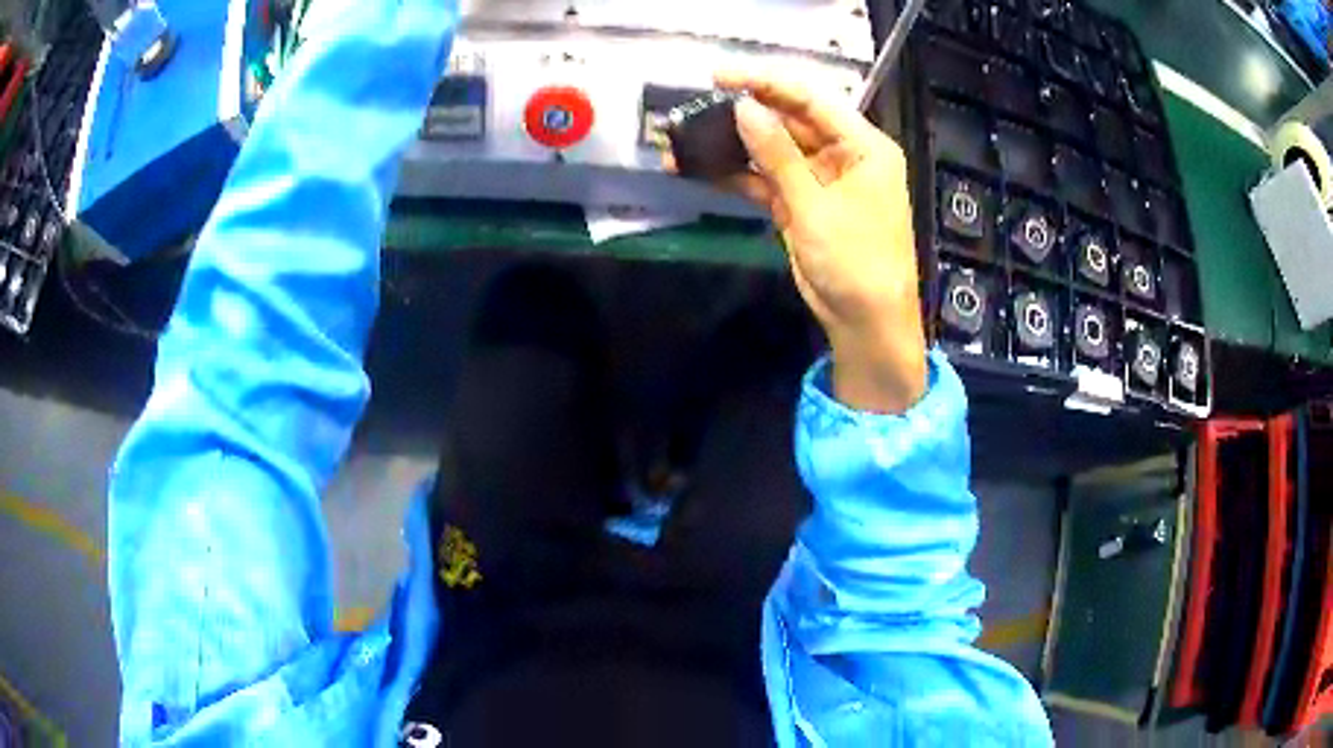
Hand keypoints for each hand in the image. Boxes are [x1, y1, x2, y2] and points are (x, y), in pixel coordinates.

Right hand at [711, 71, 926, 413]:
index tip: (719, 77)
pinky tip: (700, 168)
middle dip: (743, 113)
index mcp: (863, 145)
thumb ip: (778, 155)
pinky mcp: (801, 203)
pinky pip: (767, 179)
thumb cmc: (856, 262)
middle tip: (696, 106)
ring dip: (733, 146)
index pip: (812, 98)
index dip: (765, 82)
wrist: (865, 322)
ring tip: (687, 138)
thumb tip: (744, 108)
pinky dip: (737, 175)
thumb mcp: (815, 206)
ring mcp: (820, 179)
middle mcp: (843, 154)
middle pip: (789, 120)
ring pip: (773, 149)